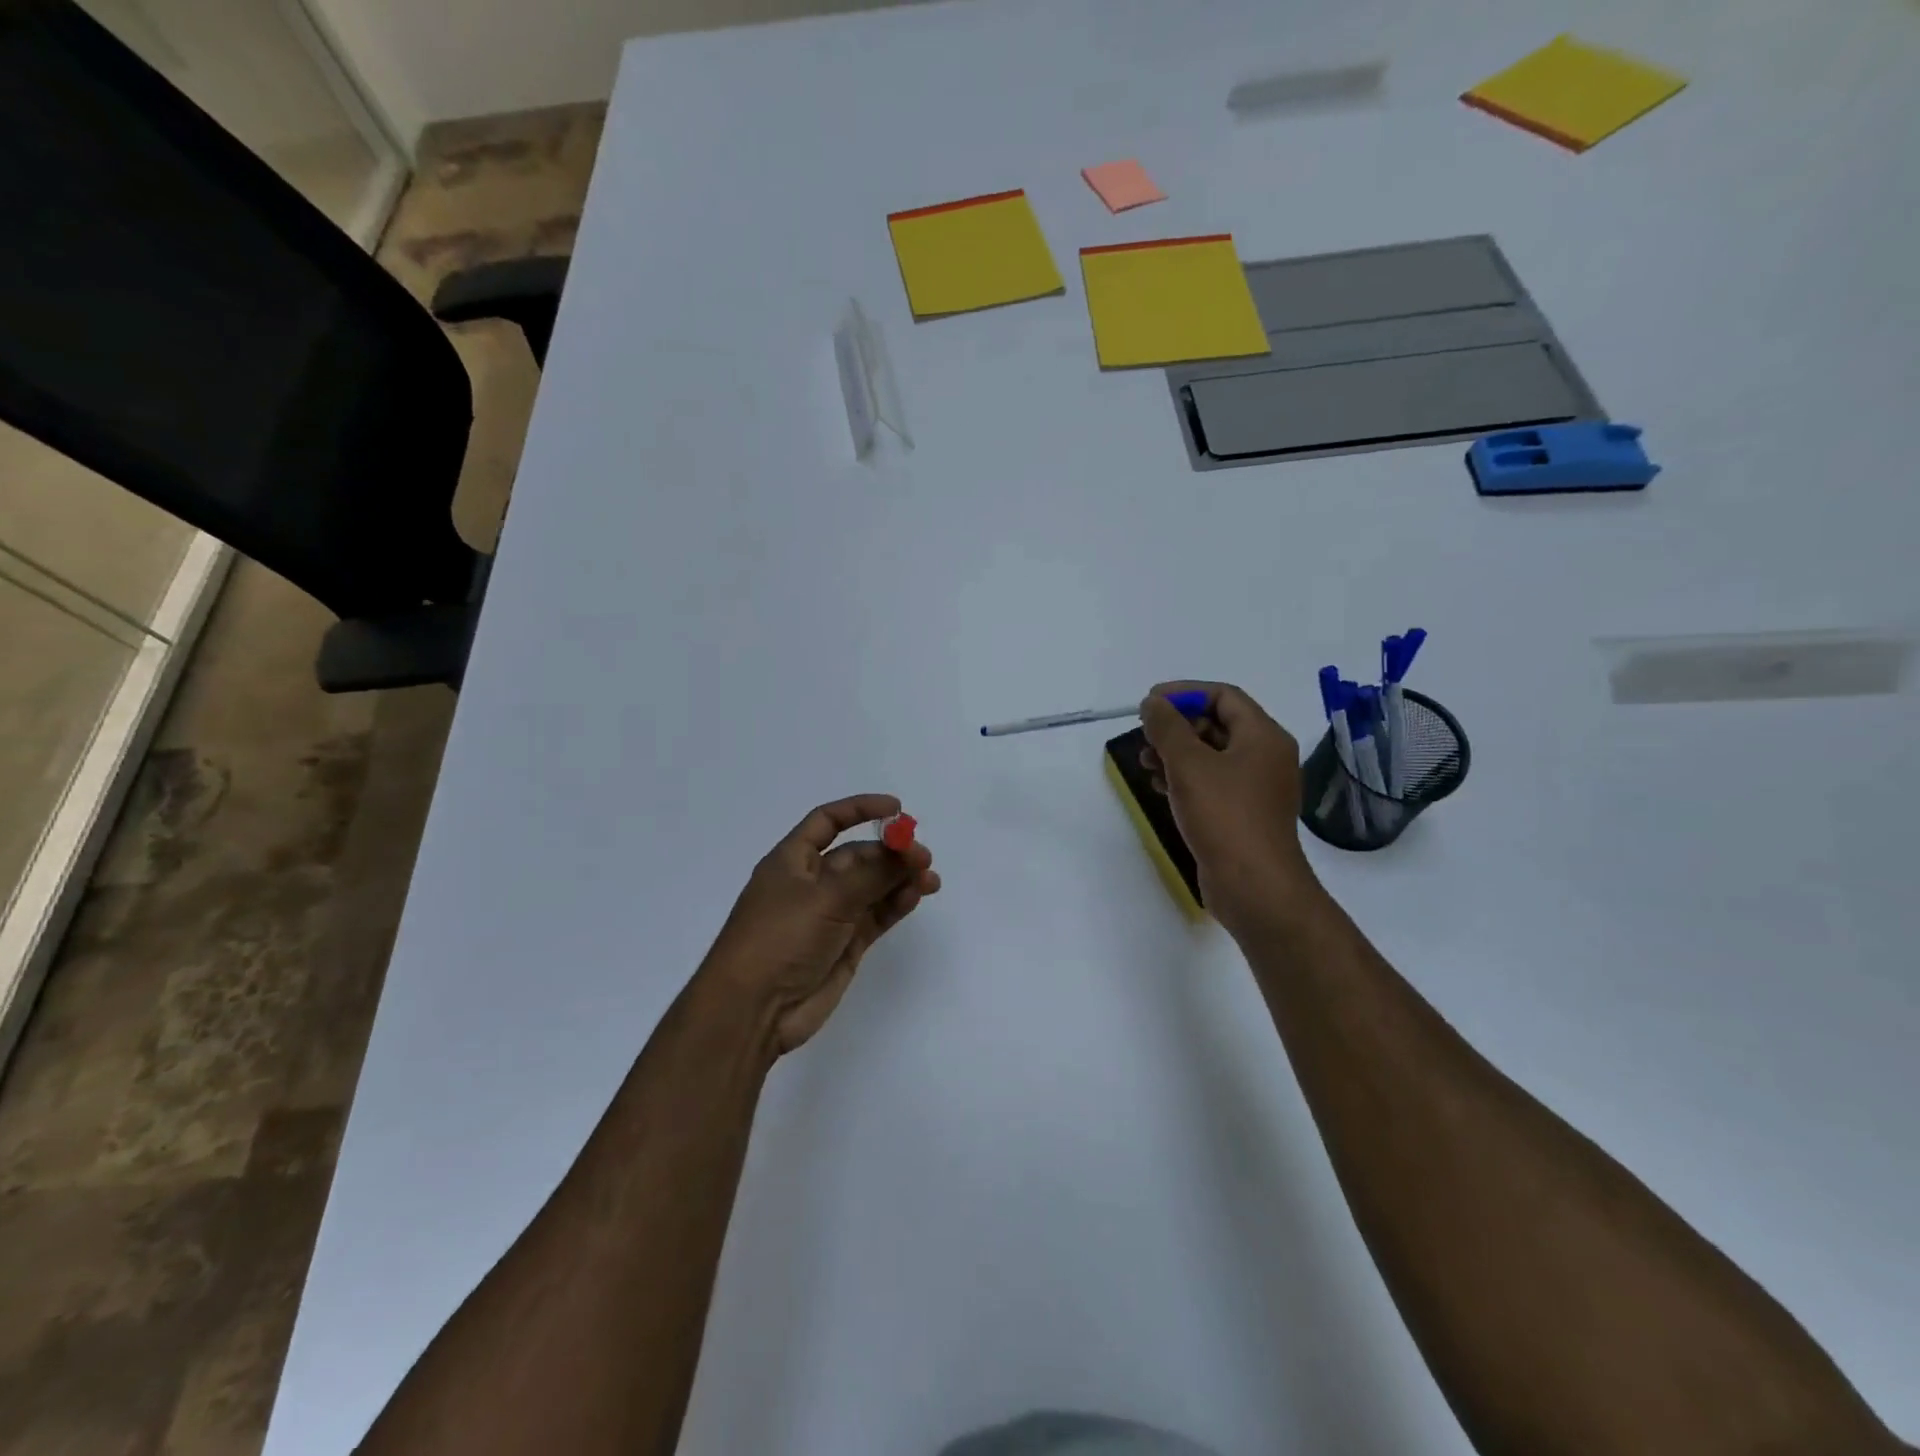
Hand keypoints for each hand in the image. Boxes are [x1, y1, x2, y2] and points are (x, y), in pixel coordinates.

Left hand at [700, 794, 940, 1055]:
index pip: (827, 822)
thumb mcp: (826, 898)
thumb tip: (908, 853)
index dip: (860, 809)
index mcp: (792, 860)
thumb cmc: (779, 938)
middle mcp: (811, 883)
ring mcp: (829, 916)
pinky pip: (876, 915)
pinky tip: (915, 896)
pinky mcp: (845, 944)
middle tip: (923, 857)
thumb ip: (872, 874)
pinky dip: (896, 904)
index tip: (897, 808)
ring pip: (872, 886)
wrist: (753, 1010)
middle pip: (857, 855)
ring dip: (899, 878)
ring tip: (930, 879)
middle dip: (890, 852)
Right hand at [1138, 682, 1318, 934]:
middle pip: (1218, 724)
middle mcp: (1265, 756)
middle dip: (1177, 726)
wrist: (1254, 886)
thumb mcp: (1189, 764)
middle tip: (1144, 736)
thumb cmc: (1224, 816)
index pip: (1224, 696)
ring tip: (1145, 763)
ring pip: (1212, 755)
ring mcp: (1256, 788)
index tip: (1149, 703)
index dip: (1185, 693)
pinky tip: (1160, 787)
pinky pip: (1213, 782)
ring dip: (1176, 753)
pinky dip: (1186, 778)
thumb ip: (1167, 727)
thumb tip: (1153, 702)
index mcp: (1263, 736)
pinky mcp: (1244, 814)